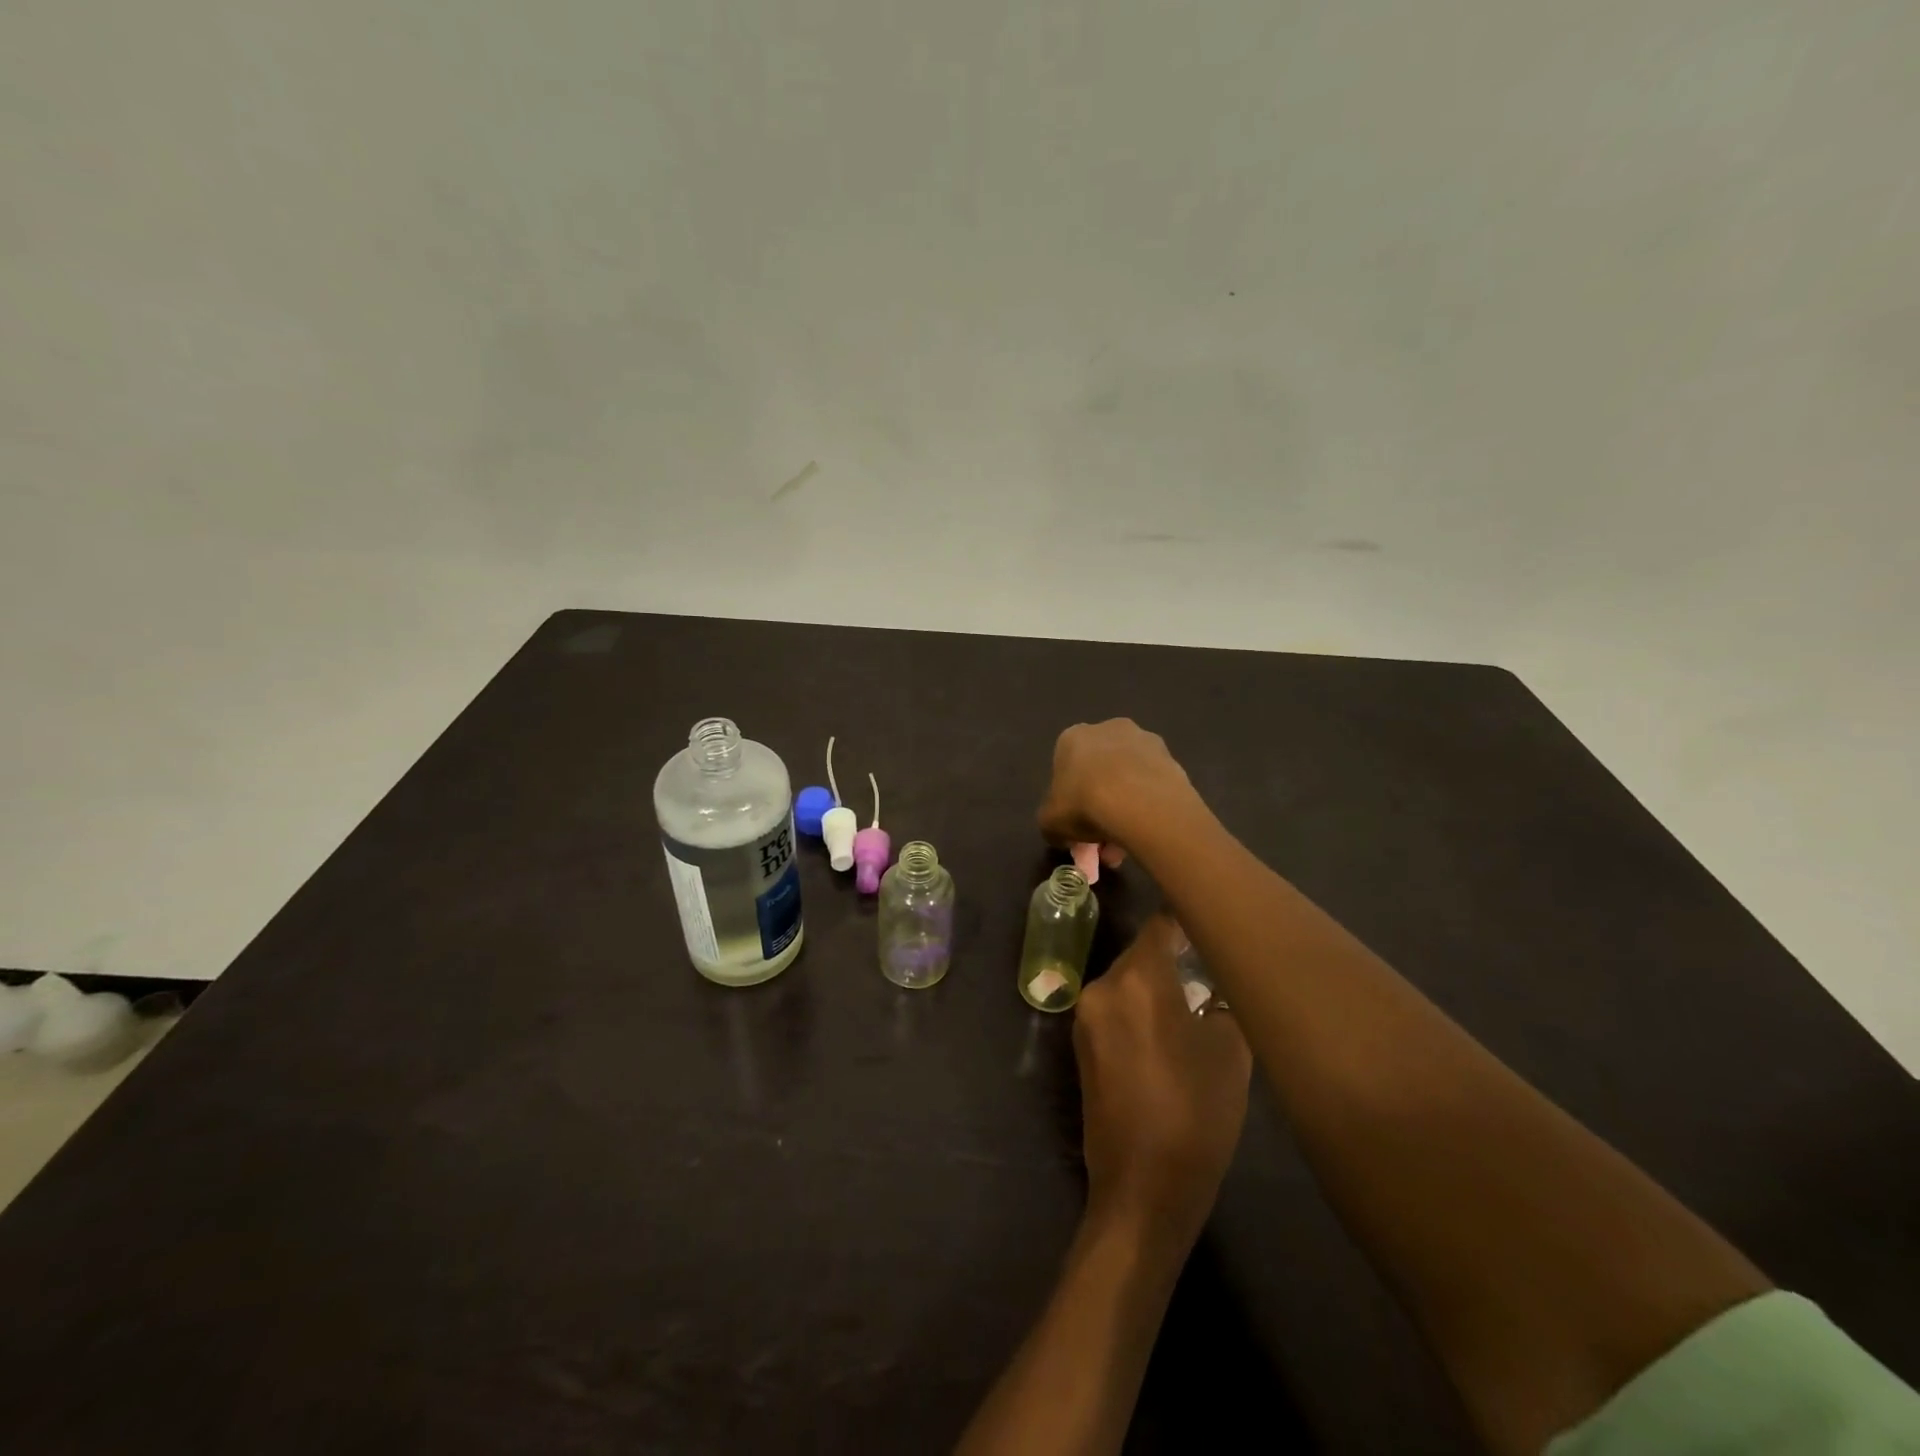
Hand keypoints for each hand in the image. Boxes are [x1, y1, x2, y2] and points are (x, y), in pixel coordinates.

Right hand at [1038, 721, 1197, 864]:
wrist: (1140, 803)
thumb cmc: (1083, 804)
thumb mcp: (1050, 823)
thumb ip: (1052, 824)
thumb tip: (1062, 833)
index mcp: (1073, 737)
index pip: (1066, 768)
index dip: (1069, 800)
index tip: (1075, 825)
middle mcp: (1108, 729)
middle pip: (1100, 772)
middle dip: (1099, 806)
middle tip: (1102, 841)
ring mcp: (1145, 741)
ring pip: (1129, 779)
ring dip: (1126, 809)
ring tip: (1126, 846)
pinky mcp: (1172, 758)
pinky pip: (1153, 786)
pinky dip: (1148, 807)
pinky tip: (1146, 833)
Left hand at [1073, 917, 1252, 1248]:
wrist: (1142, 1187)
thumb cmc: (1195, 1115)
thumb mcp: (1230, 1052)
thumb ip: (1223, 1002)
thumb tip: (1215, 985)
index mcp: (1137, 980)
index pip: (1161, 926)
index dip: (1189, 918)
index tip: (1215, 919)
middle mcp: (1102, 987)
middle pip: (1142, 954)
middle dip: (1175, 956)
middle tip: (1214, 965)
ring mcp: (1086, 1016)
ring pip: (1129, 981)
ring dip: (1159, 984)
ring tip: (1198, 999)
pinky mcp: (1081, 1044)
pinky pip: (1116, 1008)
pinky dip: (1141, 1007)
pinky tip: (1171, 1029)